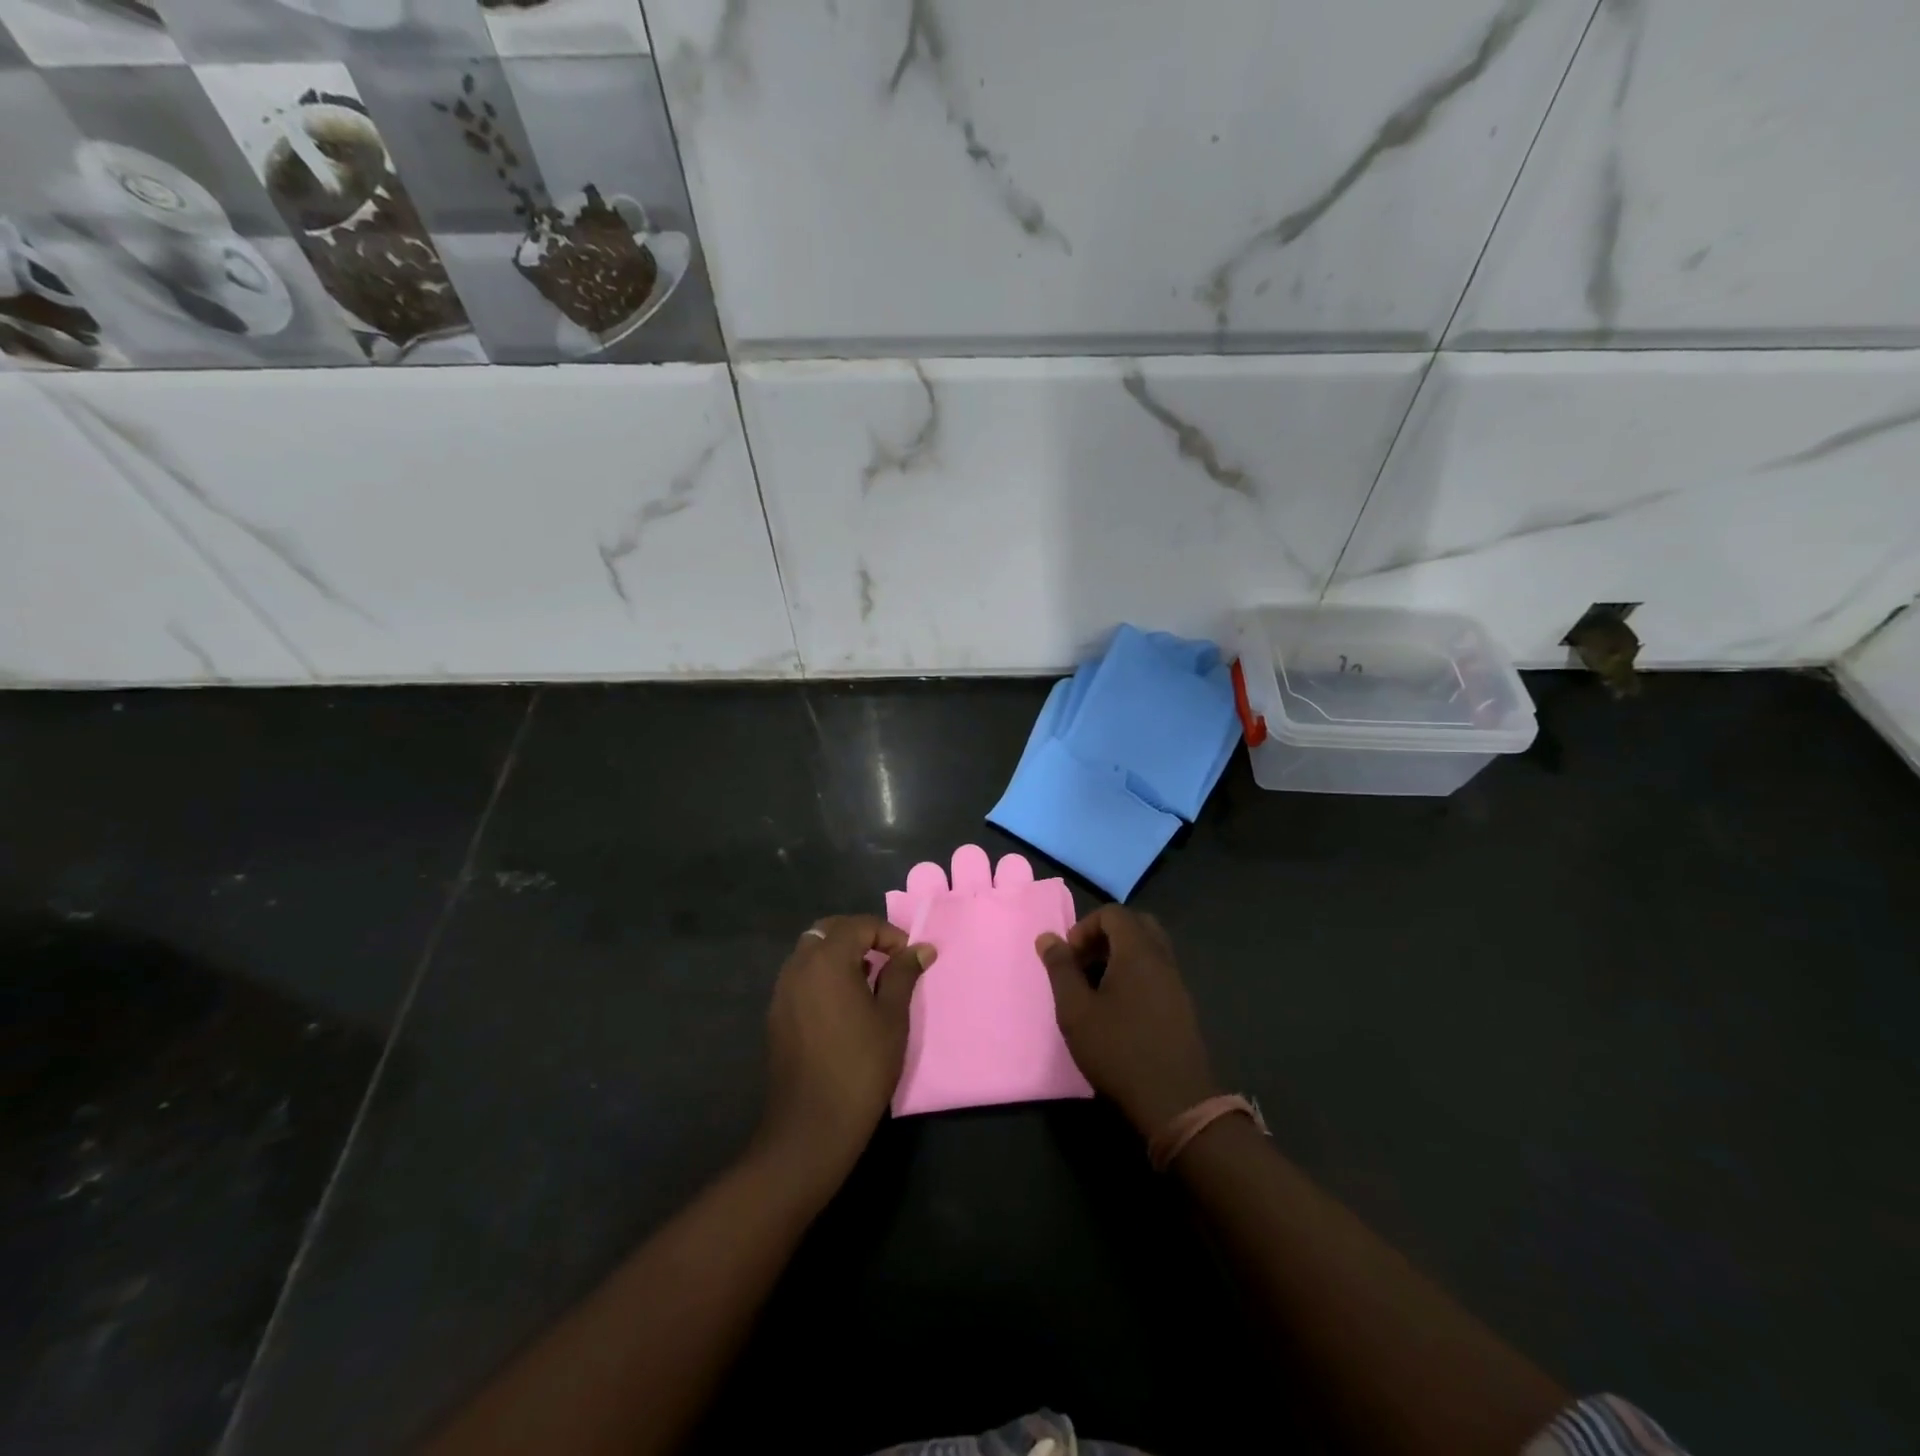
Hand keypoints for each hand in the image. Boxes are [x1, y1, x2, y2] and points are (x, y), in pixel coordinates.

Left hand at [758, 915, 933, 1186]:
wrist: (811, 1125)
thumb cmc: (861, 1066)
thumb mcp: (892, 1016)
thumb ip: (903, 974)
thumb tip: (921, 948)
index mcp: (827, 960)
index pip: (859, 925)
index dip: (888, 935)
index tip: (909, 958)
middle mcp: (798, 966)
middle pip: (829, 930)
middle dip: (860, 936)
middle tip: (887, 959)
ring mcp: (782, 990)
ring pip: (811, 952)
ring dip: (839, 954)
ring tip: (868, 980)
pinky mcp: (776, 1014)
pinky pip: (801, 976)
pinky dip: (823, 975)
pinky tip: (843, 1004)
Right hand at [1037, 906, 1217, 1138]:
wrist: (1175, 1101)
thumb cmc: (1118, 1049)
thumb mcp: (1076, 1010)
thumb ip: (1061, 969)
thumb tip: (1048, 937)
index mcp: (1138, 951)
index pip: (1113, 913)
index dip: (1085, 926)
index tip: (1069, 957)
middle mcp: (1162, 959)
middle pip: (1136, 925)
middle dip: (1106, 936)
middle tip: (1085, 963)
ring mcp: (1177, 983)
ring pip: (1150, 949)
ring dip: (1121, 956)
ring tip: (1098, 987)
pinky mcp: (1183, 1007)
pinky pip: (1158, 972)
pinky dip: (1137, 974)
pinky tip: (1120, 1009)